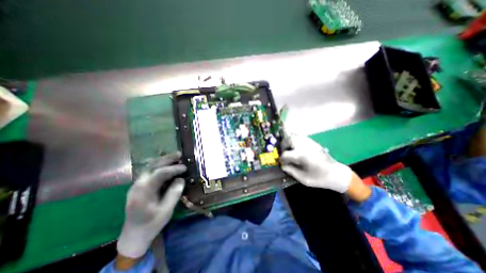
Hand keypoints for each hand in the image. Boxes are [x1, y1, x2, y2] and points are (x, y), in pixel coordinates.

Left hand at [116, 152, 185, 258]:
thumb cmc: (151, 224)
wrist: (134, 236)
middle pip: (153, 167)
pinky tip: (167, 165)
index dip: (173, 169)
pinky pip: (150, 172)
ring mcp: (137, 185)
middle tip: (179, 154)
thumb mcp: (166, 211)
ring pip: (150, 168)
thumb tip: (181, 179)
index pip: (159, 174)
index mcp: (143, 192)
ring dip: (163, 161)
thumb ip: (174, 194)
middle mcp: (138, 185)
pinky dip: (160, 166)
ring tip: (175, 157)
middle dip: (167, 159)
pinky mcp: (140, 186)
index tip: (185, 168)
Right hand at [282, 135, 353, 192]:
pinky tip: (297, 149)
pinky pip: (301, 138)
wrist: (336, 174)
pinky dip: (295, 141)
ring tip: (289, 149)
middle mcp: (304, 146)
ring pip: (295, 136)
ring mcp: (309, 143)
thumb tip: (282, 165)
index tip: (281, 163)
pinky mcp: (313, 142)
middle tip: (283, 152)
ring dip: (289, 142)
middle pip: (289, 140)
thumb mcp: (303, 178)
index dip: (281, 159)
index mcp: (301, 155)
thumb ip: (290, 170)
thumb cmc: (319, 178)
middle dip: (283, 145)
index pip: (285, 154)